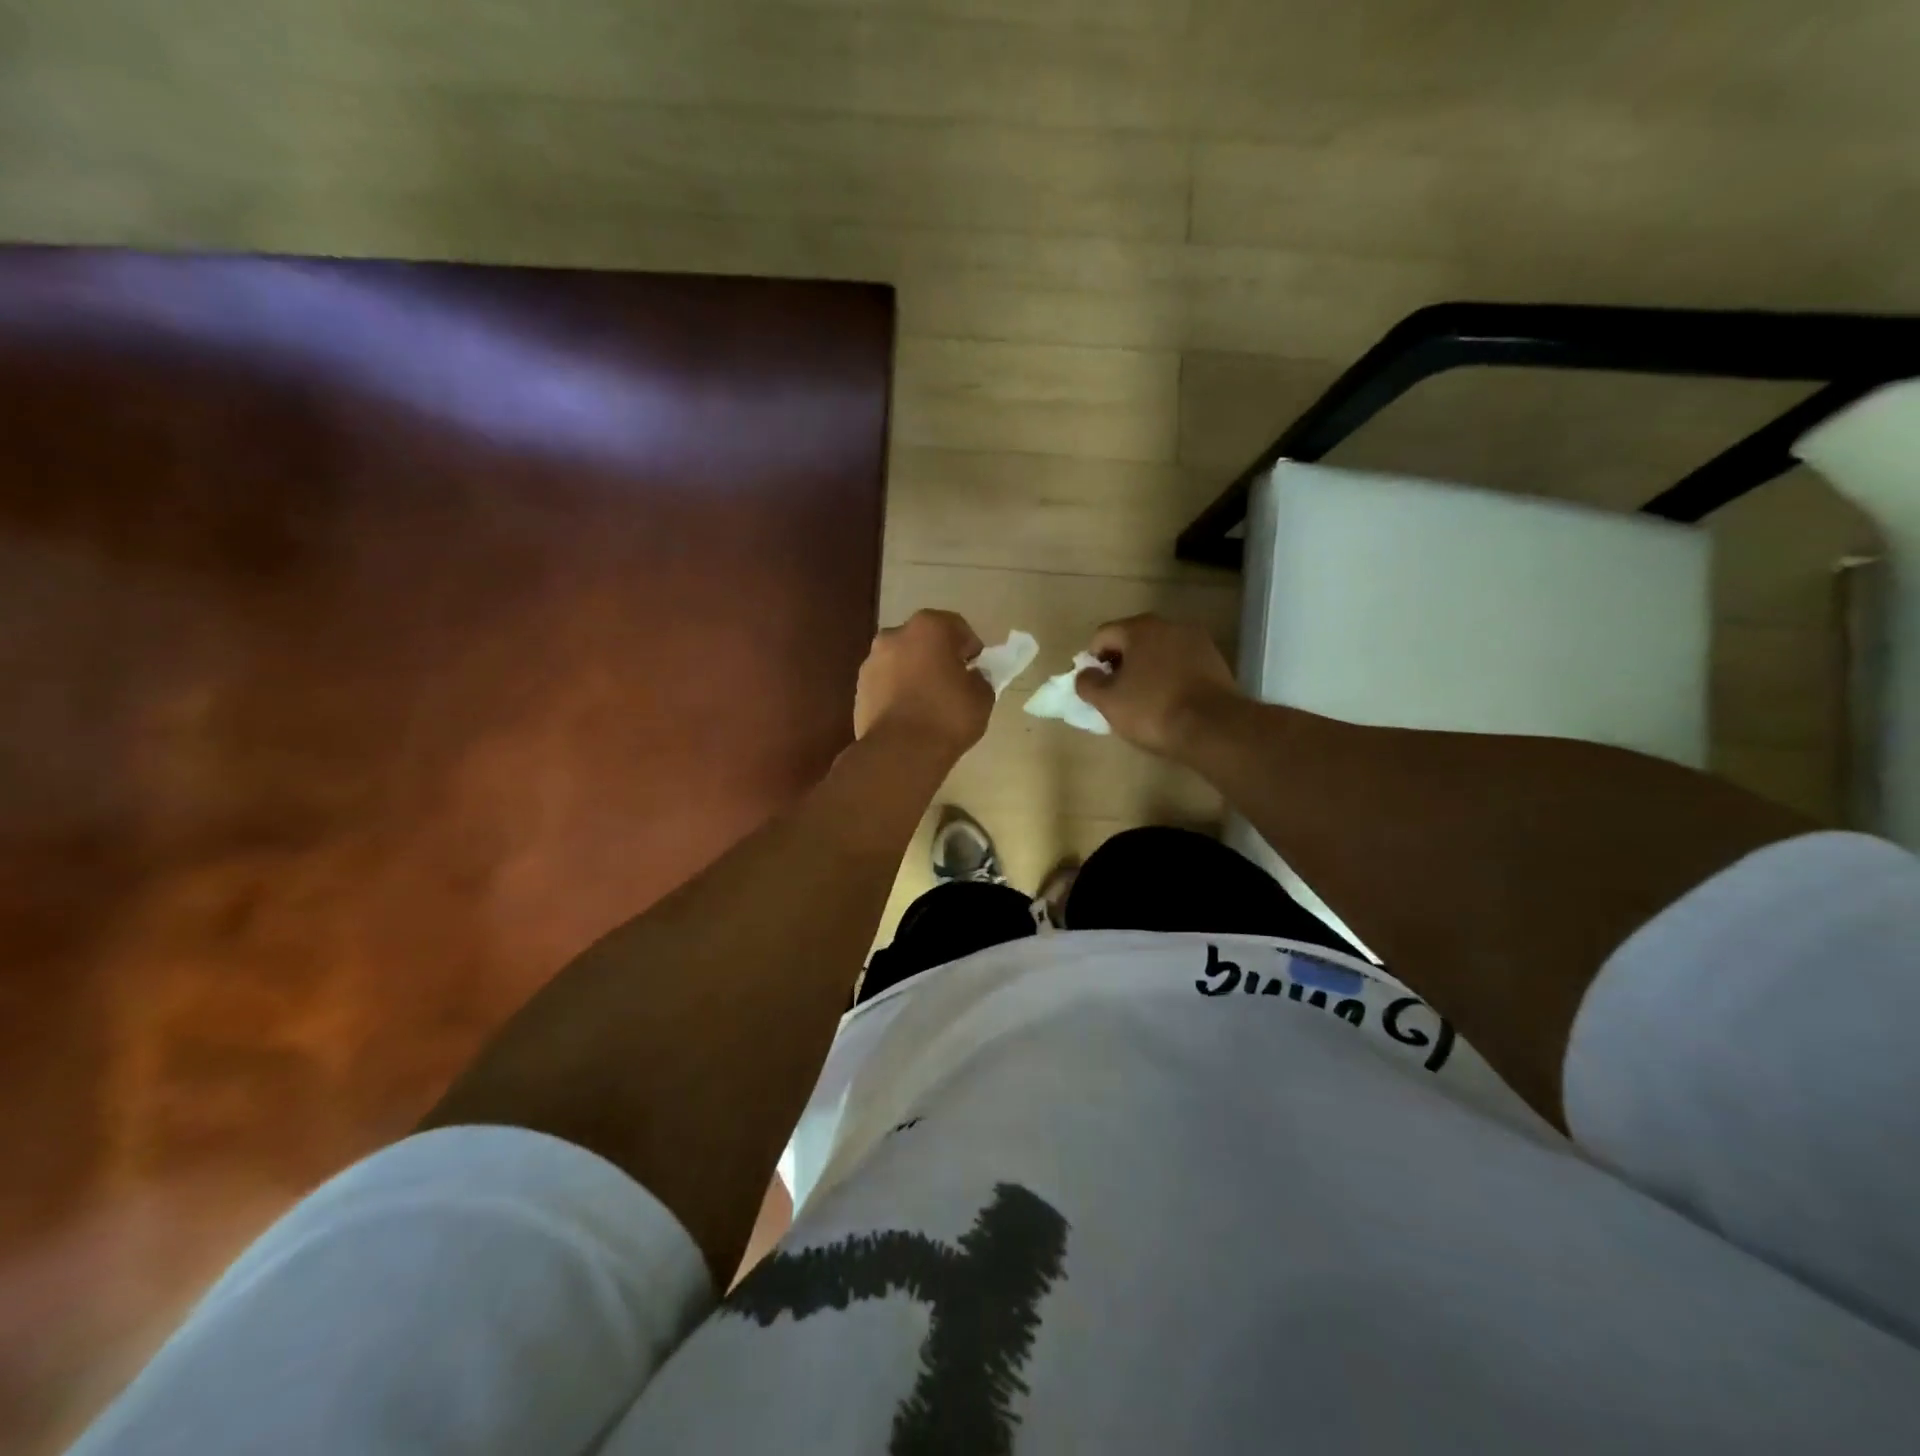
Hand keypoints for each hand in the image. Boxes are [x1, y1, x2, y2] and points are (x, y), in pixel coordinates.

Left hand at [854, 610, 993, 760]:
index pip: (957, 628)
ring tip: (928, 703)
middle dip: (939, 657)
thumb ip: (979, 678)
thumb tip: (971, 677)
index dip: (970, 649)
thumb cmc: (947, 716)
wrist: (899, 752)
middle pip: (925, 640)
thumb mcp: (982, 697)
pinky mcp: (859, 687)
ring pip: (902, 661)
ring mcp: (872, 660)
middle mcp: (895, 634)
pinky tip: (909, 715)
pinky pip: (887, 682)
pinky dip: (898, 691)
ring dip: (915, 673)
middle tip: (953, 684)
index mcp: (929, 627)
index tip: (976, 670)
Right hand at [1074, 614, 1243, 758]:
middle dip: (1121, 663)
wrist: (1214, 727)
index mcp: (1139, 628)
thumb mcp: (1108, 701)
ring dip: (1146, 669)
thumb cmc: (1153, 709)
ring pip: (1159, 651)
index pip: (1103, 636)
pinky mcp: (1216, 660)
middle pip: (1133, 640)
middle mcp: (1169, 625)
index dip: (1092, 660)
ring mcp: (1196, 640)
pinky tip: (1169, 700)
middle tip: (1116, 693)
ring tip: (1143, 699)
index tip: (1095, 686)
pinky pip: (1181, 663)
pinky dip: (1169, 676)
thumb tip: (1085, 674)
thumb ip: (1088, 683)